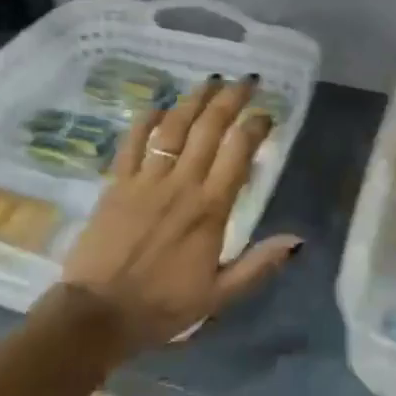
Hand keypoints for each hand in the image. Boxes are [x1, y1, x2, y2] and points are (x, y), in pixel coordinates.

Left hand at [57, 75, 302, 353]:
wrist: (97, 314)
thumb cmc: (162, 306)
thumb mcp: (219, 295)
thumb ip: (259, 265)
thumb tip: (298, 240)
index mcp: (210, 209)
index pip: (239, 153)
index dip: (255, 127)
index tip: (267, 114)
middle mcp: (181, 184)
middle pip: (209, 128)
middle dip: (230, 100)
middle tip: (246, 81)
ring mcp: (145, 180)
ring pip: (174, 127)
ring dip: (194, 100)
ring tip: (210, 82)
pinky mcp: (116, 183)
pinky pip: (133, 142)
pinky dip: (146, 120)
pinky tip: (158, 106)